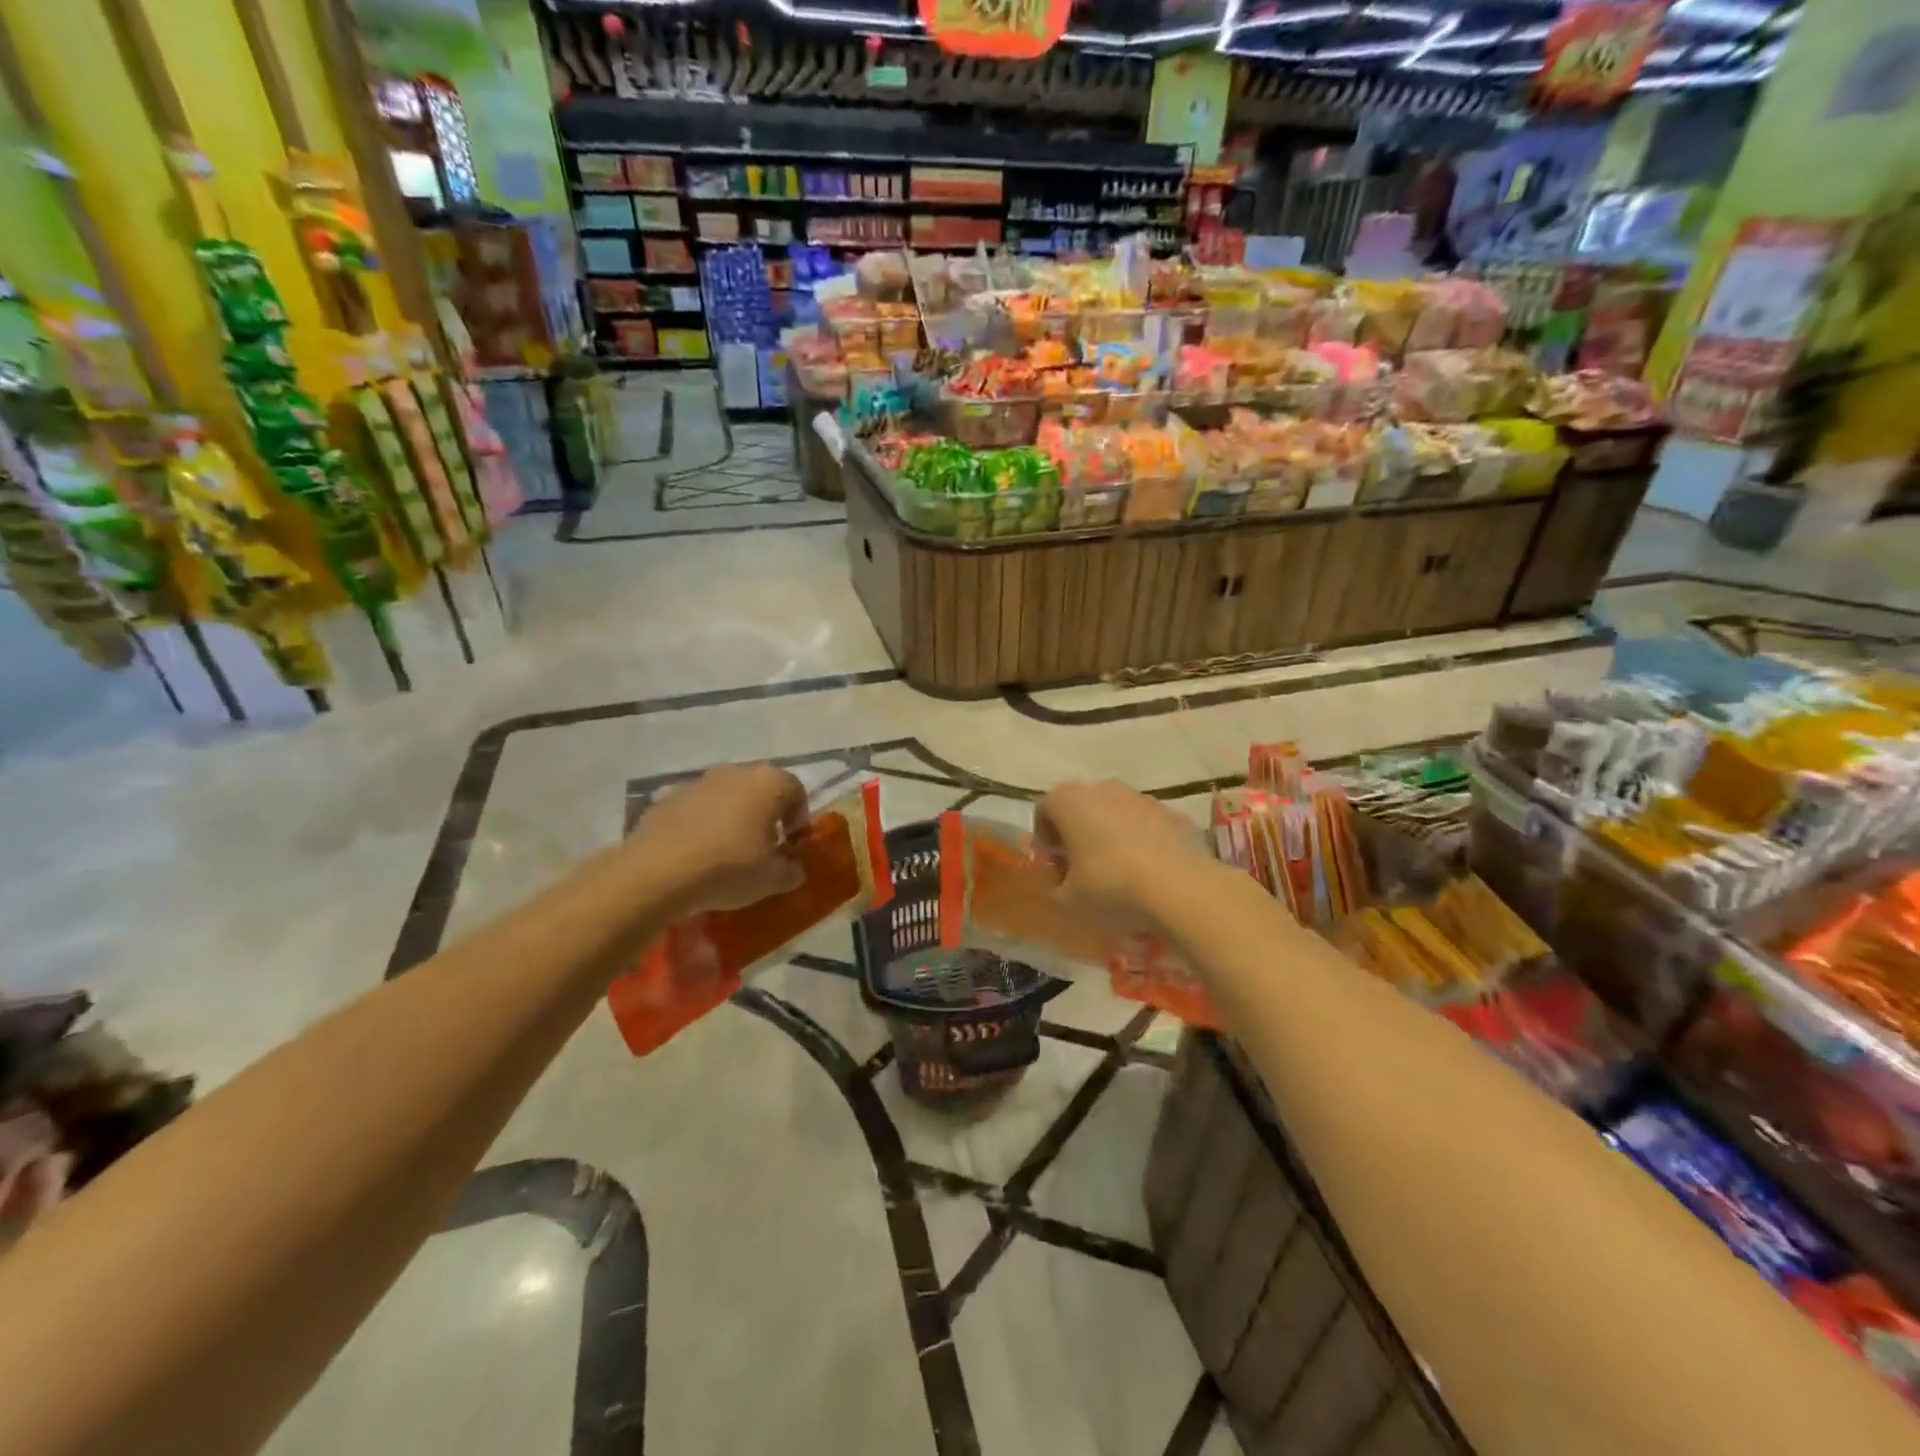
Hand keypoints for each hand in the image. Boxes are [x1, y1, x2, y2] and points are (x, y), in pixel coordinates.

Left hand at [631, 763, 809, 913]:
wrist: (658, 872)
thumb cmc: (730, 867)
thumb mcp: (773, 879)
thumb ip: (792, 871)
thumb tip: (794, 868)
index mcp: (769, 782)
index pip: (797, 792)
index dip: (798, 819)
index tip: (790, 846)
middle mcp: (735, 772)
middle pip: (760, 790)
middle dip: (765, 816)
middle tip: (762, 848)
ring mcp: (697, 782)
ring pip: (726, 797)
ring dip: (732, 818)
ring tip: (726, 852)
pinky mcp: (666, 798)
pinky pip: (695, 809)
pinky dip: (700, 825)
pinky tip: (695, 854)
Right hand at [1034, 780, 1216, 934]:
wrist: (1183, 890)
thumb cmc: (1111, 889)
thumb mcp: (1067, 902)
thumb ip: (1055, 887)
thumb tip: (1062, 882)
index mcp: (1070, 801)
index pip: (1044, 809)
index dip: (1044, 838)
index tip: (1053, 865)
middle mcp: (1104, 789)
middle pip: (1081, 806)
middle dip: (1077, 833)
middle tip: (1080, 868)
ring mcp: (1142, 798)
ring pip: (1116, 813)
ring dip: (1110, 835)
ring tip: (1118, 873)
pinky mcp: (1174, 814)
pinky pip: (1147, 826)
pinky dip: (1142, 842)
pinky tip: (1149, 874)